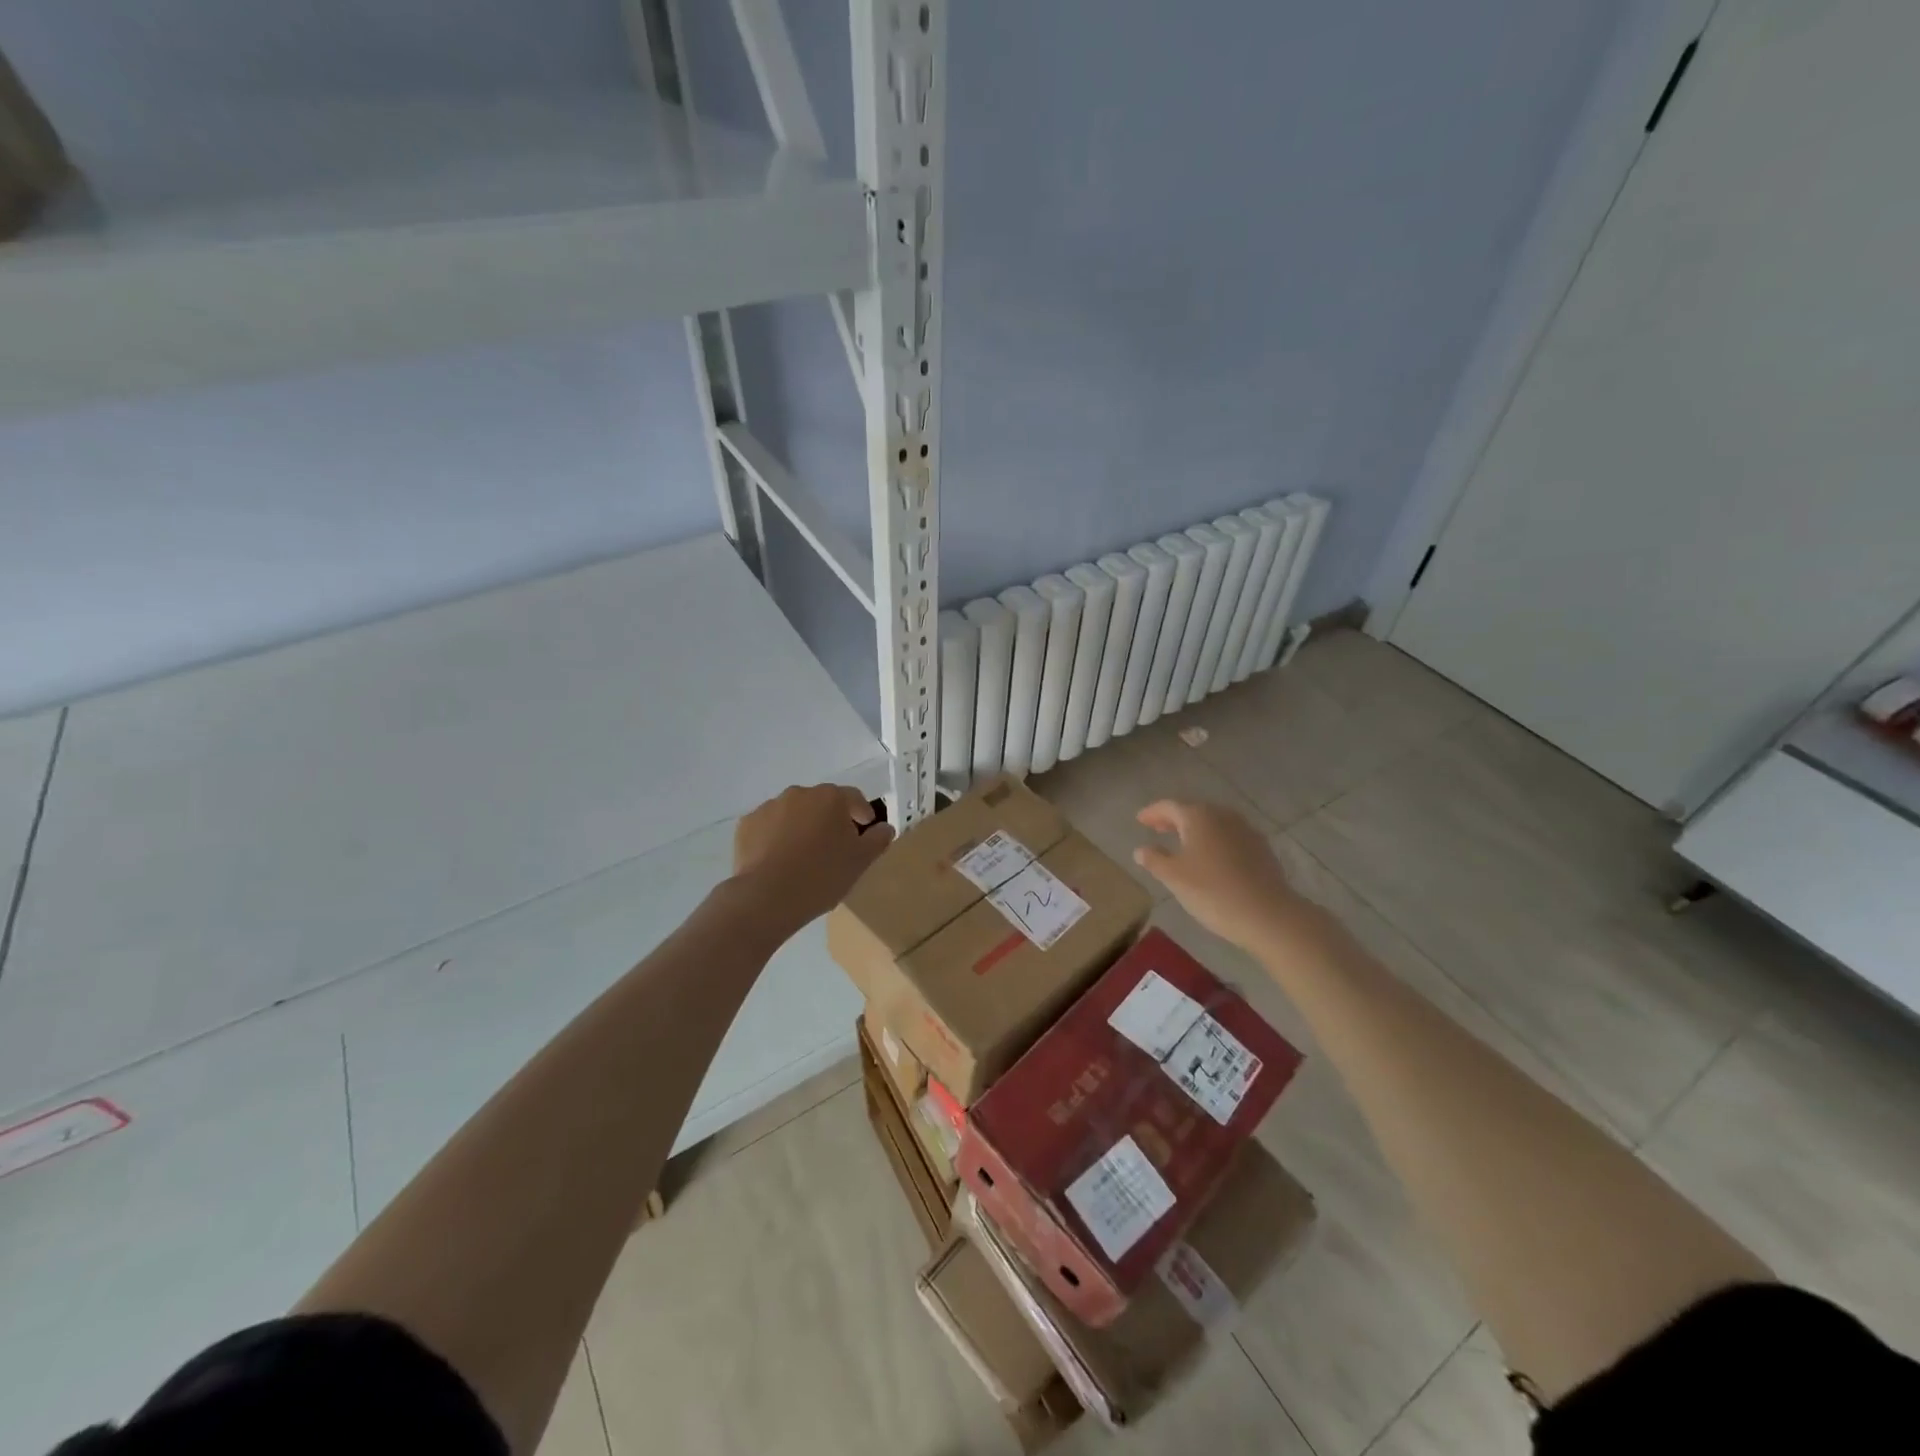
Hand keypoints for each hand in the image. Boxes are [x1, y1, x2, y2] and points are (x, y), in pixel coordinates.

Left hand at [733, 784, 893, 928]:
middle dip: (830, 820)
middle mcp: (800, 794)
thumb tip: (885, 828)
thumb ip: (878, 840)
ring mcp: (770, 807)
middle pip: (821, 803)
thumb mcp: (861, 861)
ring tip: (804, 856)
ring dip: (802, 827)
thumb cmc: (822, 875)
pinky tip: (779, 861)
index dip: (862, 812)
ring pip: (794, 813)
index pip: (854, 798)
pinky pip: (769, 827)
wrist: (767, 896)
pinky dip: (776, 837)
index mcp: (831, 798)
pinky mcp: (747, 825)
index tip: (865, 829)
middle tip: (835, 847)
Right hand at [1133, 799, 1313, 951]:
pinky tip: (1211, 858)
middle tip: (1157, 829)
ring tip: (1182, 843)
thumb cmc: (1212, 892)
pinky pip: (1230, 837)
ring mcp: (1246, 830)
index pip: (1169, 806)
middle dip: (1174, 819)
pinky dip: (1214, 841)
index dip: (1152, 812)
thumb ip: (1154, 859)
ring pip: (1214, 823)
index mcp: (1198, 816)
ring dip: (1196, 830)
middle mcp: (1223, 815)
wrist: (1268, 915)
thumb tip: (1141, 849)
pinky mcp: (1261, 848)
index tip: (1140, 820)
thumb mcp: (1174, 877)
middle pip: (1193, 811)